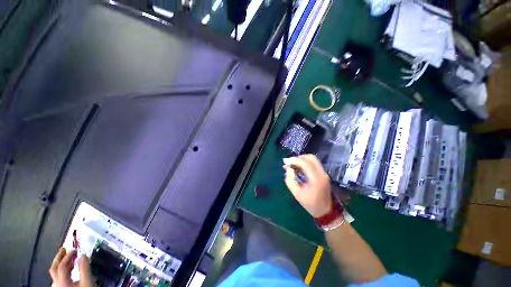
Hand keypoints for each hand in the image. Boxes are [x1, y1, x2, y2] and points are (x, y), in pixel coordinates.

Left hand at [49, 248, 93, 286]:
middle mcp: (57, 284)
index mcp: (62, 281)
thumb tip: (83, 254)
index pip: (61, 266)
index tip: (75, 249)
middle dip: (58, 258)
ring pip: (55, 274)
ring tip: (68, 258)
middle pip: (54, 269)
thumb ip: (85, 269)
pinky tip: (68, 270)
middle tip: (64, 249)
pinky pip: (58, 278)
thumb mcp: (87, 282)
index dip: (67, 256)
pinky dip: (62, 270)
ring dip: (61, 264)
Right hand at [283, 154, 331, 217]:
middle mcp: (322, 173)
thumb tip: (288, 170)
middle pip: (310, 158)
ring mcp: (323, 173)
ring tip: (292, 166)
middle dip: (298, 158)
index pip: (305, 163)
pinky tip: (297, 168)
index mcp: (316, 179)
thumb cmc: (311, 204)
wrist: (326, 211)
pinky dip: (304, 164)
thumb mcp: (297, 194)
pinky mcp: (322, 174)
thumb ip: (290, 181)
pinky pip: (313, 164)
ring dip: (301, 160)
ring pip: (312, 160)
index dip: (294, 160)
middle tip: (290, 163)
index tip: (286, 161)